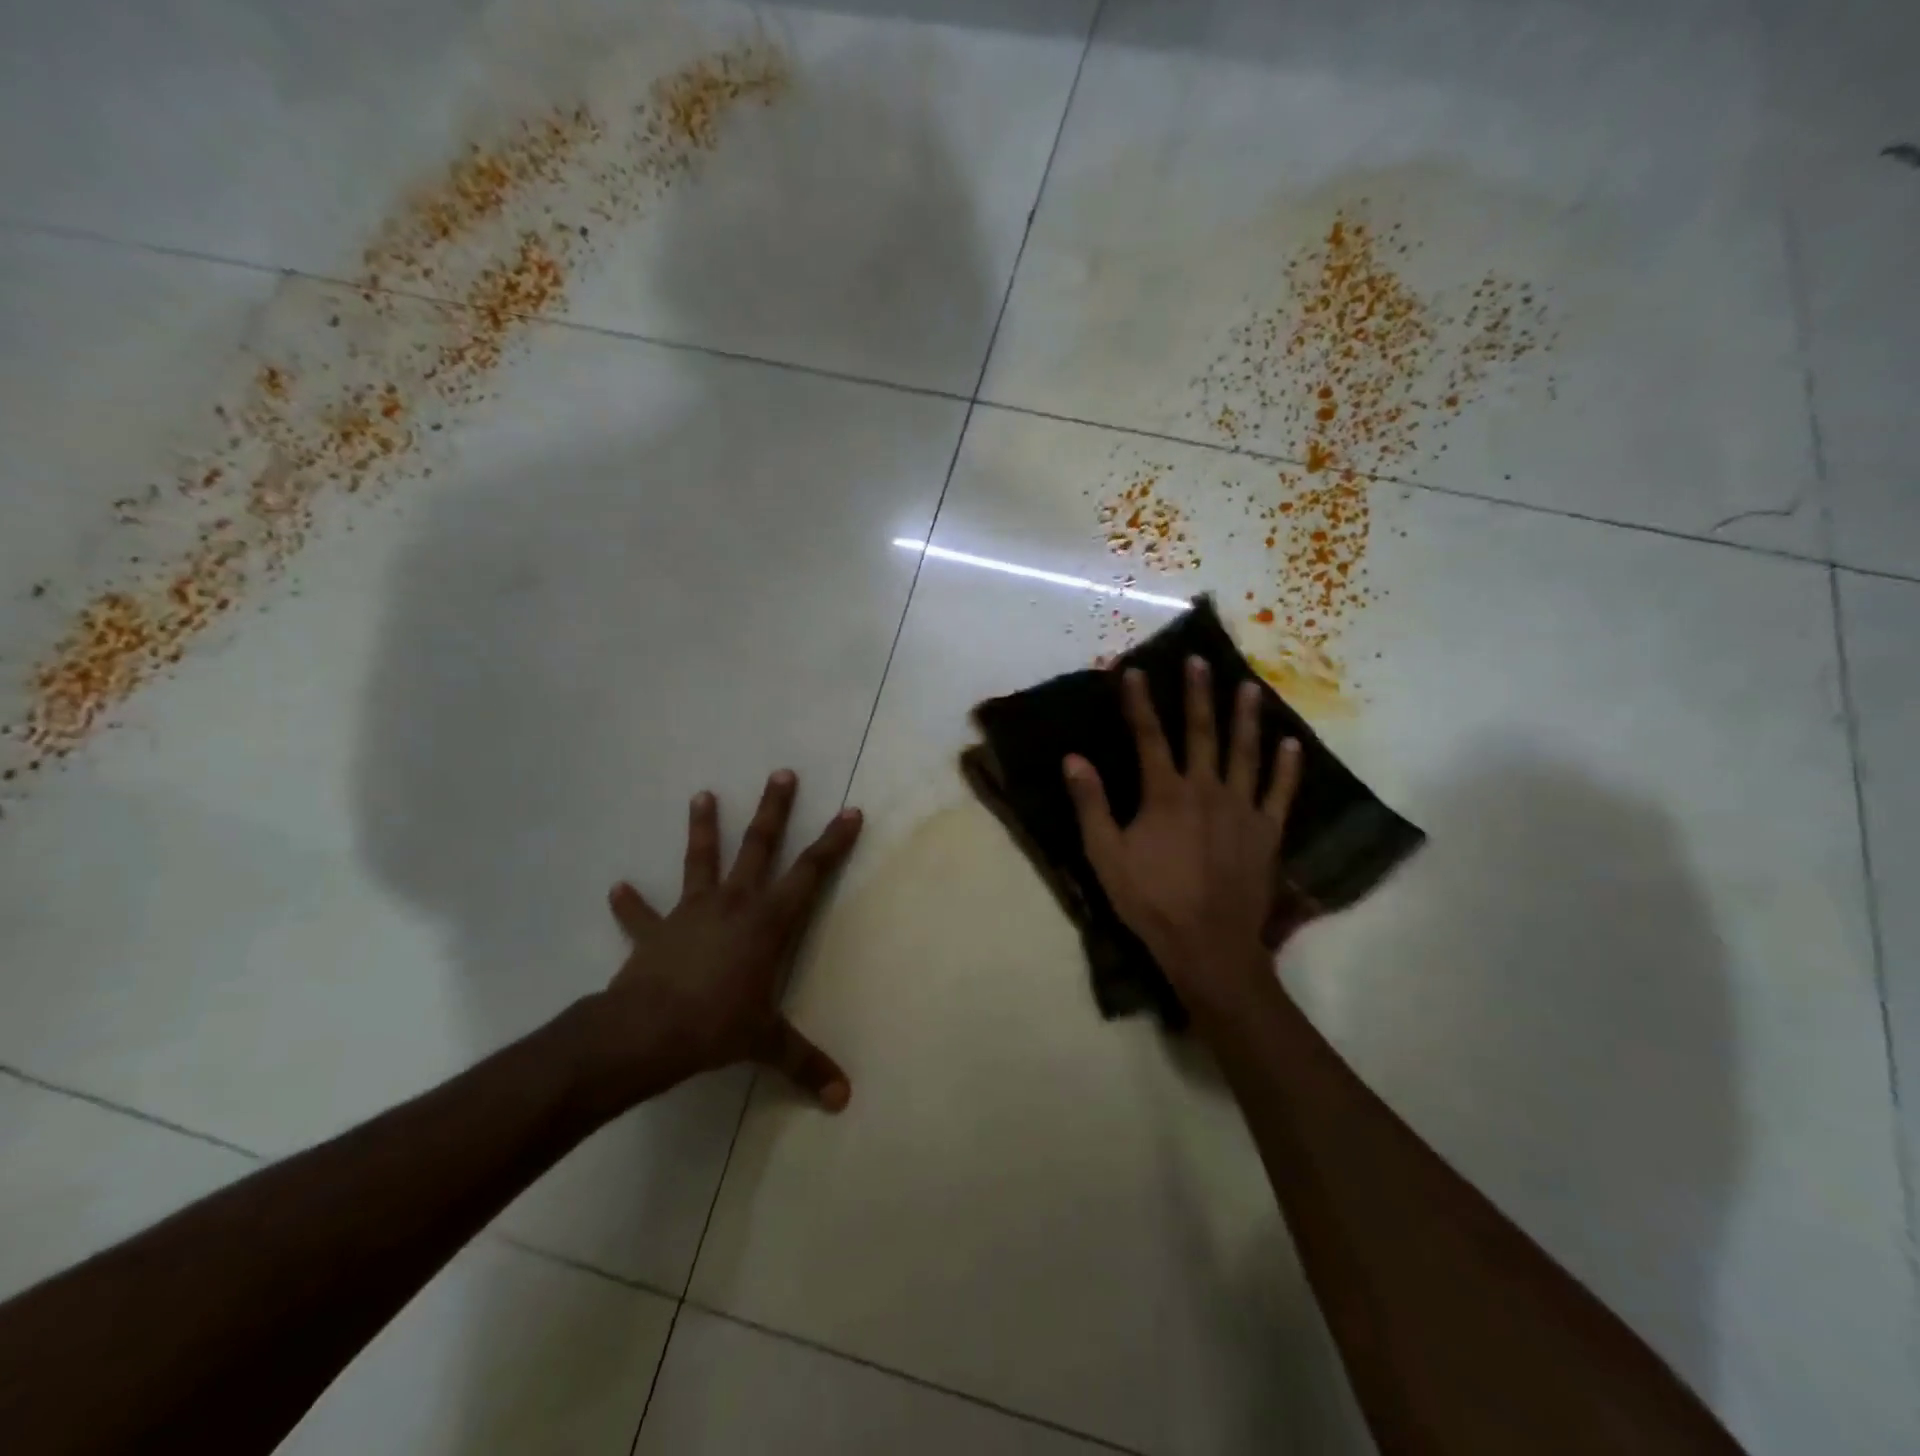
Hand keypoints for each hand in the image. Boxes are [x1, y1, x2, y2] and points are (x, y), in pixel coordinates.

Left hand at [593, 770, 862, 1112]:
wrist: (643, 1033)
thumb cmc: (715, 1027)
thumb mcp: (766, 1044)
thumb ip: (805, 1064)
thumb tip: (843, 1100)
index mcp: (767, 921)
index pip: (810, 873)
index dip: (833, 842)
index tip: (849, 811)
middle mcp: (734, 903)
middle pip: (759, 846)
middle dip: (774, 810)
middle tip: (781, 773)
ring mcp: (691, 912)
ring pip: (701, 860)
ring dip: (702, 829)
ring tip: (702, 794)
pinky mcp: (655, 932)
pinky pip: (642, 915)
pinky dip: (631, 904)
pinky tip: (617, 889)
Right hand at [1063, 659, 1303, 1017]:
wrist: (1208, 945)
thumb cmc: (1150, 900)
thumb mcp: (1105, 855)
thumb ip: (1091, 804)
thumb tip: (1073, 758)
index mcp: (1165, 794)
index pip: (1149, 736)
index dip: (1140, 702)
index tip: (1135, 671)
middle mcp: (1206, 790)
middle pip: (1201, 732)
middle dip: (1197, 694)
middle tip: (1199, 661)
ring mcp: (1242, 809)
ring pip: (1245, 753)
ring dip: (1245, 718)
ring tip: (1248, 687)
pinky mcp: (1267, 832)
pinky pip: (1280, 793)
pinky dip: (1287, 768)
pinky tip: (1291, 744)